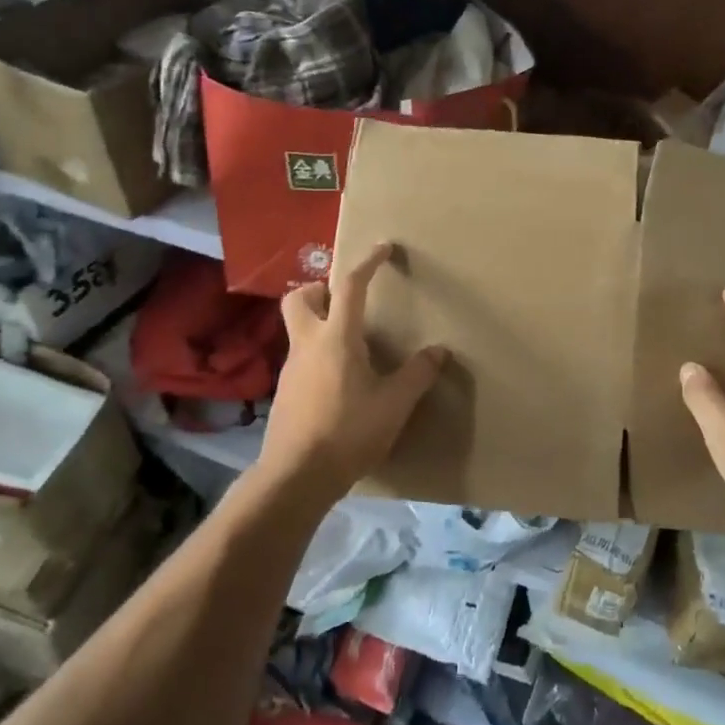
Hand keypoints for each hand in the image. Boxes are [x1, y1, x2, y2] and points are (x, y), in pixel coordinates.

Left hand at [259, 241, 446, 502]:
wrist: (296, 476)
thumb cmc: (348, 432)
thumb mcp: (394, 404)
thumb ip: (417, 374)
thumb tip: (439, 351)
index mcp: (336, 338)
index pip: (350, 286)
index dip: (367, 263)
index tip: (383, 249)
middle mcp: (308, 344)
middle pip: (300, 297)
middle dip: (320, 289)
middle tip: (346, 302)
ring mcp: (291, 368)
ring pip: (298, 328)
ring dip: (319, 323)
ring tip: (351, 345)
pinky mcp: (285, 392)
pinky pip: (300, 358)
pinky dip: (318, 354)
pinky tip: (339, 381)